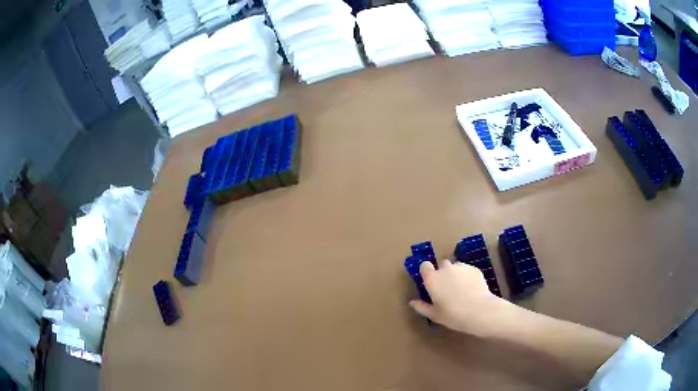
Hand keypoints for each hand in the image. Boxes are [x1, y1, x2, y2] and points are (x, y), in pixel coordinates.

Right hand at [409, 260, 517, 337]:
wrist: (479, 311)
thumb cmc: (453, 315)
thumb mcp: (434, 315)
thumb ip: (422, 307)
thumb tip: (412, 302)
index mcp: (432, 279)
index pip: (425, 266)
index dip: (427, 272)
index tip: (429, 281)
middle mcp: (445, 269)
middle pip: (441, 265)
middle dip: (443, 273)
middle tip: (447, 288)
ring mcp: (461, 267)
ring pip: (455, 267)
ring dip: (455, 274)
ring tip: (461, 289)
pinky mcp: (474, 269)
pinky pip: (467, 270)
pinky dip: (467, 276)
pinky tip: (471, 289)